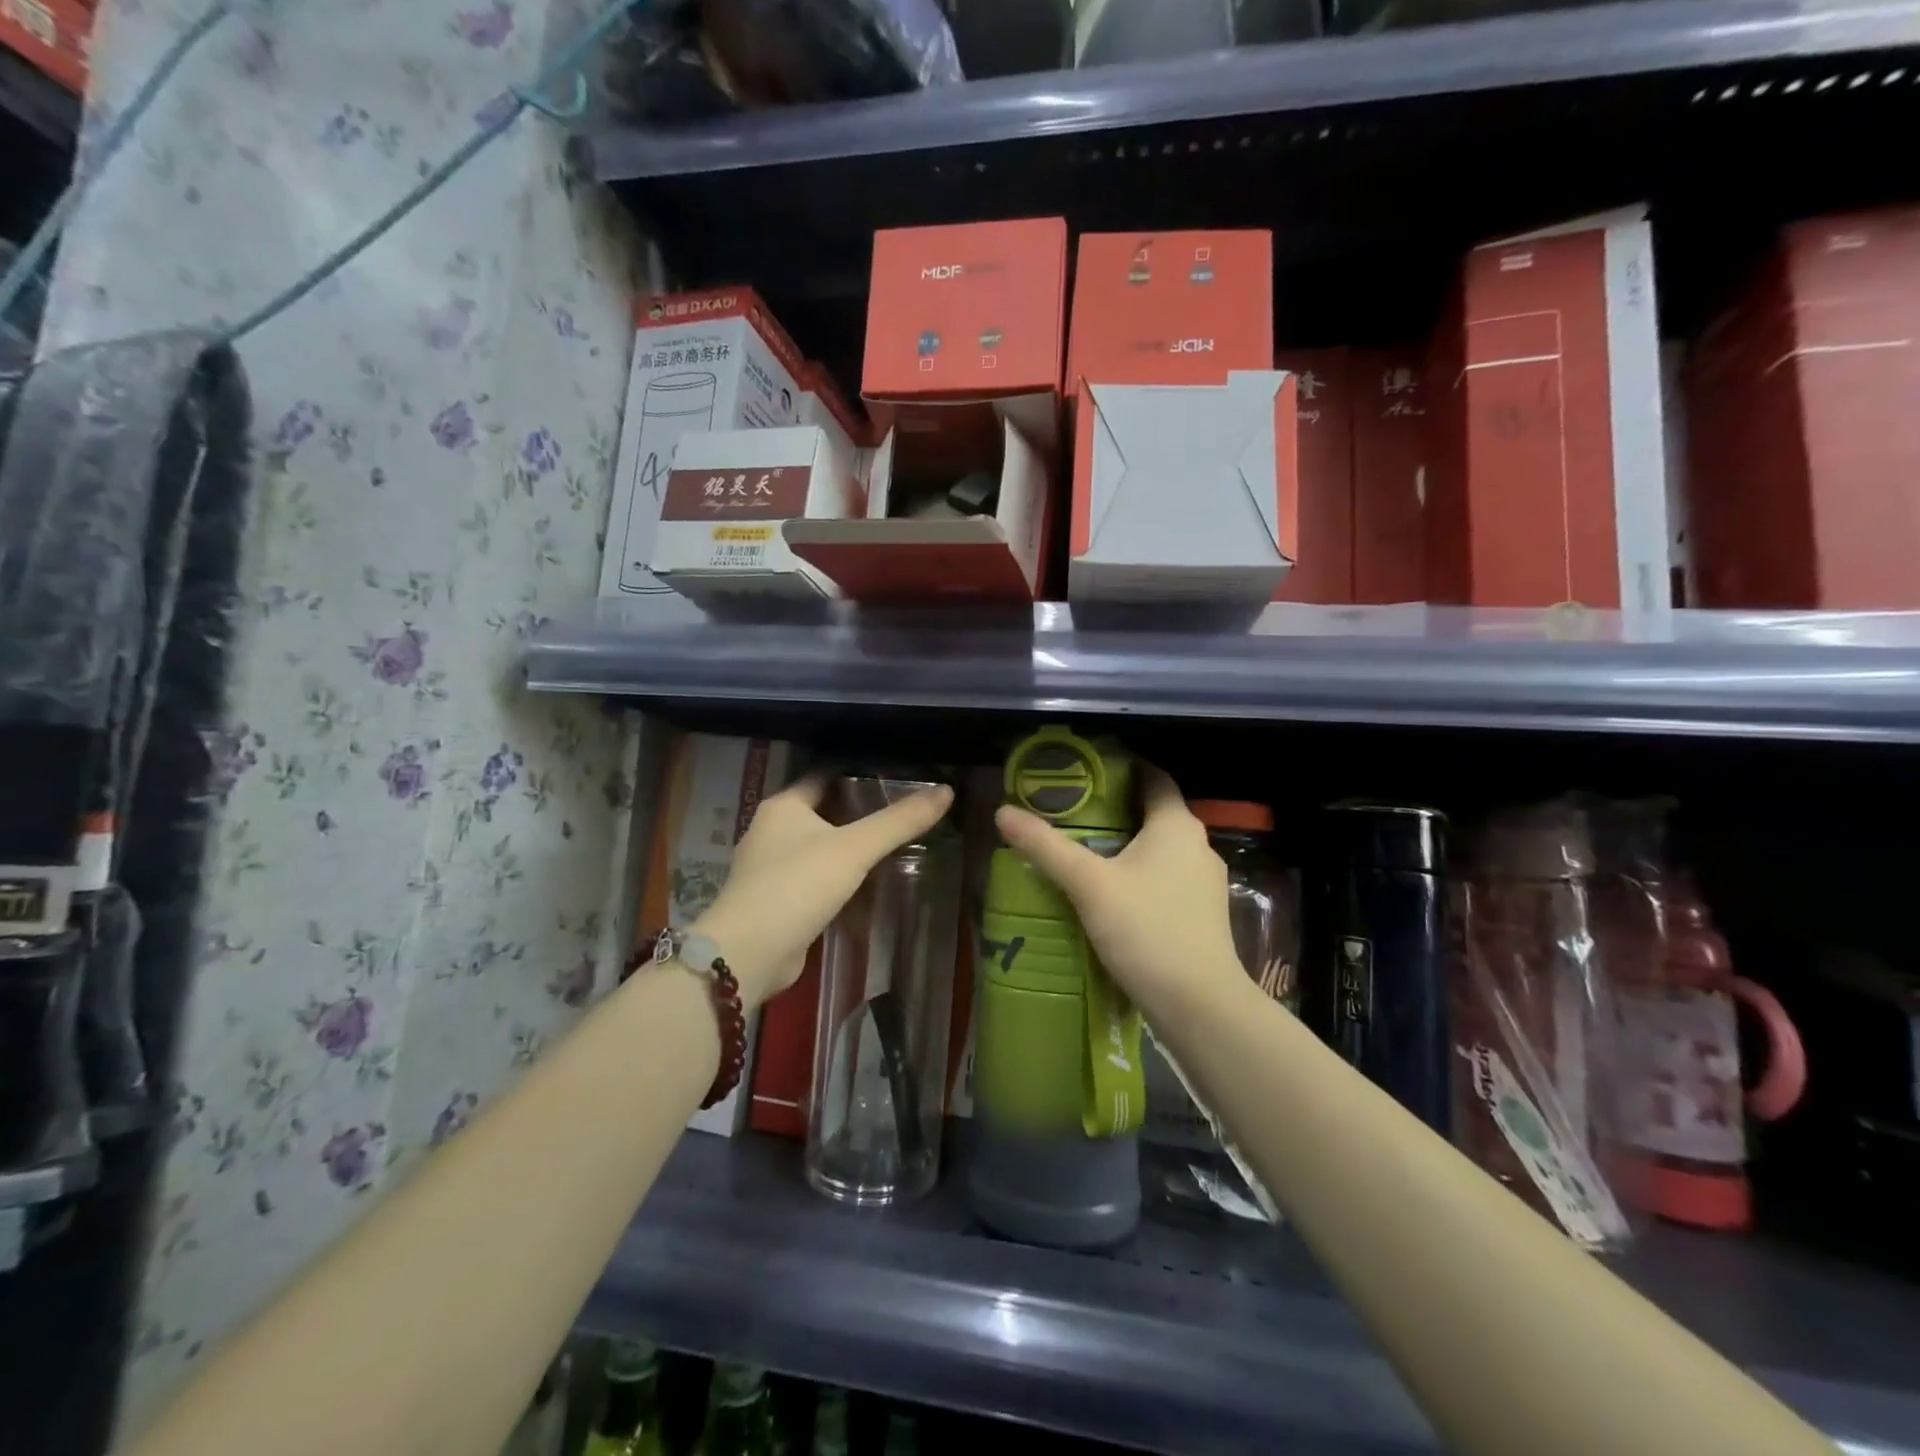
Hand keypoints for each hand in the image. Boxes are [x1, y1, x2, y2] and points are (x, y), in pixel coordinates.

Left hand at [691, 775, 954, 1009]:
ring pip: (818, 848)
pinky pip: (814, 880)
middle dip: (857, 812)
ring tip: (891, 845)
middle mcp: (771, 831)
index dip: (858, 772)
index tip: (894, 773)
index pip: (824, 776)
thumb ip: (899, 821)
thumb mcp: (854, 849)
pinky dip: (838, 880)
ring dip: (847, 848)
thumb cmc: (797, 885)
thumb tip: (947, 791)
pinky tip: (866, 885)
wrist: (749, 953)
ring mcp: (770, 869)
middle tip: (902, 810)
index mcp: (783, 806)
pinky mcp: (776, 902)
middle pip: (822, 811)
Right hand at [994, 764, 1241, 1021]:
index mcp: (1176, 824)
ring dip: (1126, 845)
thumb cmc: (1147, 930)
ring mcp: (1205, 881)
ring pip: (1160, 848)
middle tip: (1069, 812)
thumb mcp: (1088, 884)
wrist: (1200, 1005)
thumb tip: (1003, 812)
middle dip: (1114, 809)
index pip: (1153, 777)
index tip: (1084, 771)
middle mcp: (1198, 844)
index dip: (1121, 768)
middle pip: (1153, 812)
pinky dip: (1139, 874)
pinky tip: (1110, 893)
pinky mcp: (1203, 913)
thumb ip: (1046, 846)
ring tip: (1082, 851)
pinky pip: (1166, 877)